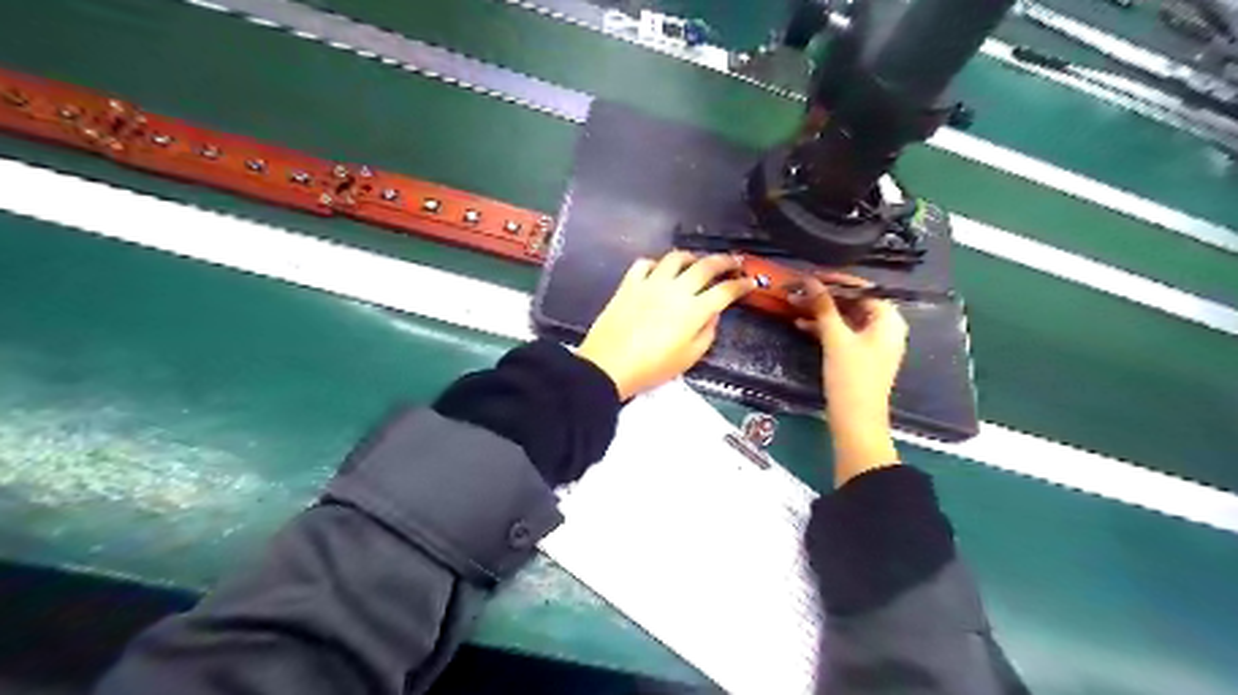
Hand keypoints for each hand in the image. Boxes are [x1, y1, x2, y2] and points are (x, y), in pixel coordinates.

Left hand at [579, 253, 754, 398]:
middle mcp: (676, 290)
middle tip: (734, 262)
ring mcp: (651, 283)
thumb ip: (706, 333)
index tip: (750, 282)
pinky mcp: (629, 283)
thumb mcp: (689, 358)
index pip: (725, 291)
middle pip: (706, 266)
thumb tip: (712, 315)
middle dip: (725, 261)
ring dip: (691, 257)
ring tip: (696, 262)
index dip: (741, 285)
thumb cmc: (652, 367)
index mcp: (694, 311)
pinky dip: (656, 264)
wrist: (609, 365)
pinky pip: (645, 263)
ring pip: (676, 258)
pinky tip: (659, 271)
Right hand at [792, 274, 906, 485]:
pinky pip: (842, 334)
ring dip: (821, 312)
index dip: (836, 280)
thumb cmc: (851, 377)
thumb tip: (809, 280)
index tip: (810, 275)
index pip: (863, 288)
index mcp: (888, 320)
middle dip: (825, 296)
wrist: (856, 422)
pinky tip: (800, 325)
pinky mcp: (860, 357)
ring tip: (794, 305)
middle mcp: (885, 328)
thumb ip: (823, 307)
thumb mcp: (835, 339)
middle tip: (798, 290)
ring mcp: (873, 344)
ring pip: (845, 318)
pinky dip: (824, 329)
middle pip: (853, 302)